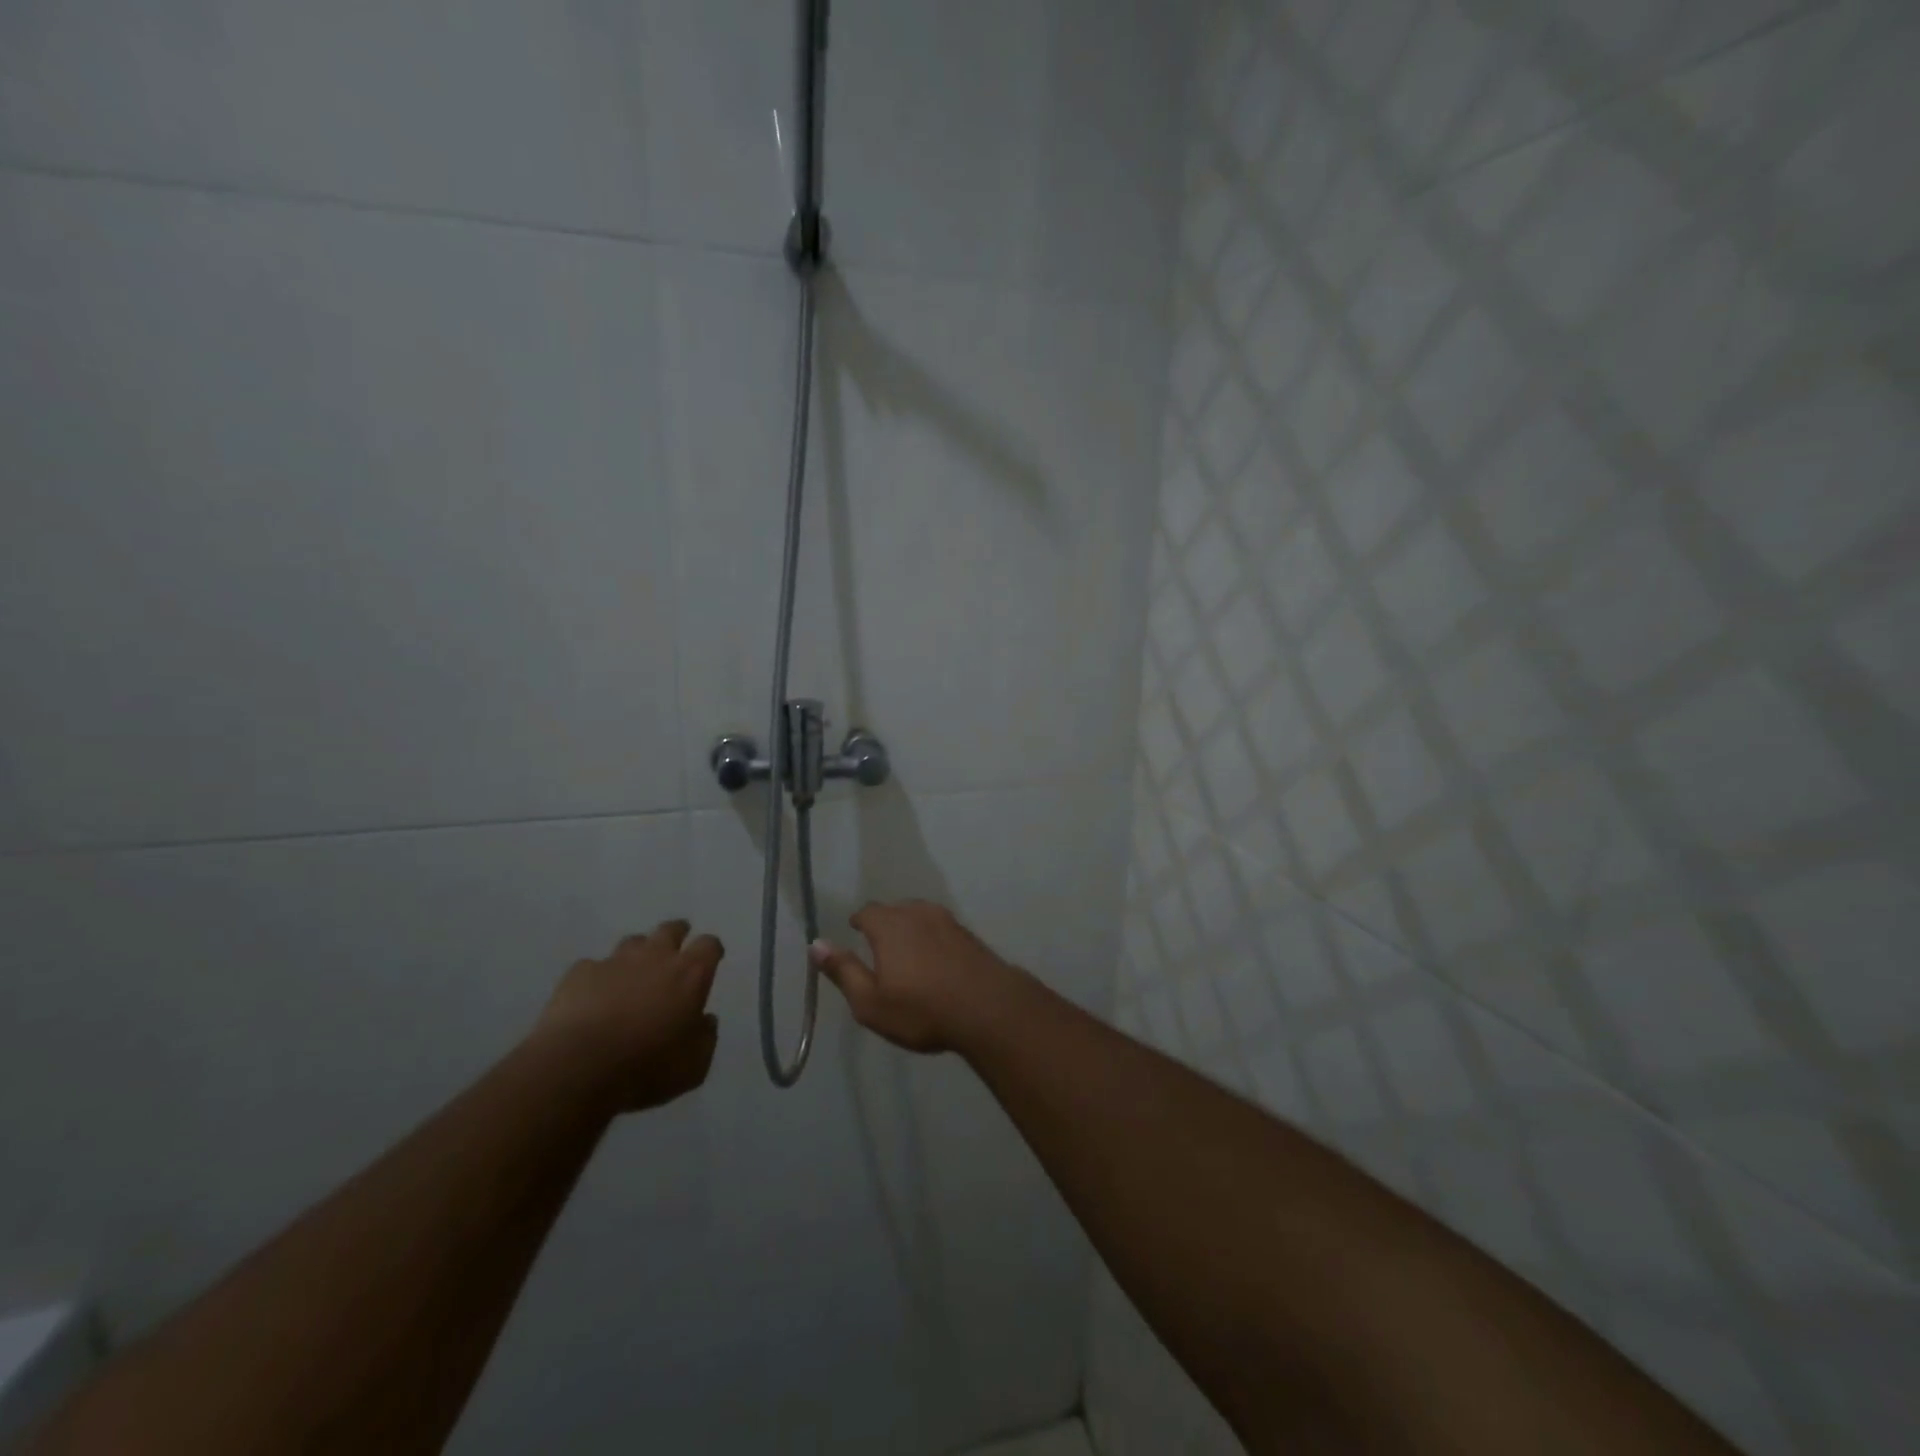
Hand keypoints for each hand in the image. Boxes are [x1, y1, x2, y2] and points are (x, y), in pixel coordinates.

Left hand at [534, 920, 721, 1111]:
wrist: (577, 1068)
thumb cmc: (646, 1067)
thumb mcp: (693, 1065)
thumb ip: (705, 1037)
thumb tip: (705, 1020)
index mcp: (690, 974)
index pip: (709, 945)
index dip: (711, 950)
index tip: (711, 959)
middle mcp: (656, 957)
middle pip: (670, 930)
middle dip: (676, 934)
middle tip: (675, 949)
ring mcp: (615, 962)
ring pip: (632, 942)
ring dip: (637, 954)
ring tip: (633, 974)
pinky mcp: (579, 973)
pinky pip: (593, 966)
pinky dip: (598, 977)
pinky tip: (593, 996)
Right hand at [809, 901, 1020, 1053]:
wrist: (989, 1008)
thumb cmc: (922, 1009)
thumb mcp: (871, 1002)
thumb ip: (843, 971)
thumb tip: (816, 944)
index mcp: (890, 925)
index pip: (867, 911)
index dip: (859, 921)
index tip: (855, 932)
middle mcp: (918, 913)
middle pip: (895, 909)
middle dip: (884, 923)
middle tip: (879, 946)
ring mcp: (948, 921)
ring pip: (920, 915)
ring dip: (911, 928)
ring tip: (907, 952)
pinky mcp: (969, 934)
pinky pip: (941, 928)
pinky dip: (933, 938)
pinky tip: (936, 959)